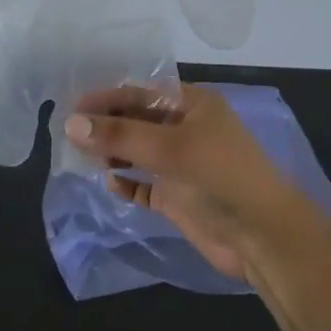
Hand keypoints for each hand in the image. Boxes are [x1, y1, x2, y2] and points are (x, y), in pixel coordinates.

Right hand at [63, 84, 311, 282]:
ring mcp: (181, 165)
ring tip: (80, 158)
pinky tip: (109, 184)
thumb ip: (119, 134)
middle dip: (105, 126)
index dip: (107, 98)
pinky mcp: (178, 197)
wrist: (263, 237)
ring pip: (137, 152)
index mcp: (192, 105)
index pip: (141, 93)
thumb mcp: (169, 148)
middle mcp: (186, 130)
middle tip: (67, 134)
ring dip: (112, 153)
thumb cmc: (220, 177)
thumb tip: (69, 123)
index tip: (71, 107)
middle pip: (137, 121)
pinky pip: (143, 185)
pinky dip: (126, 183)